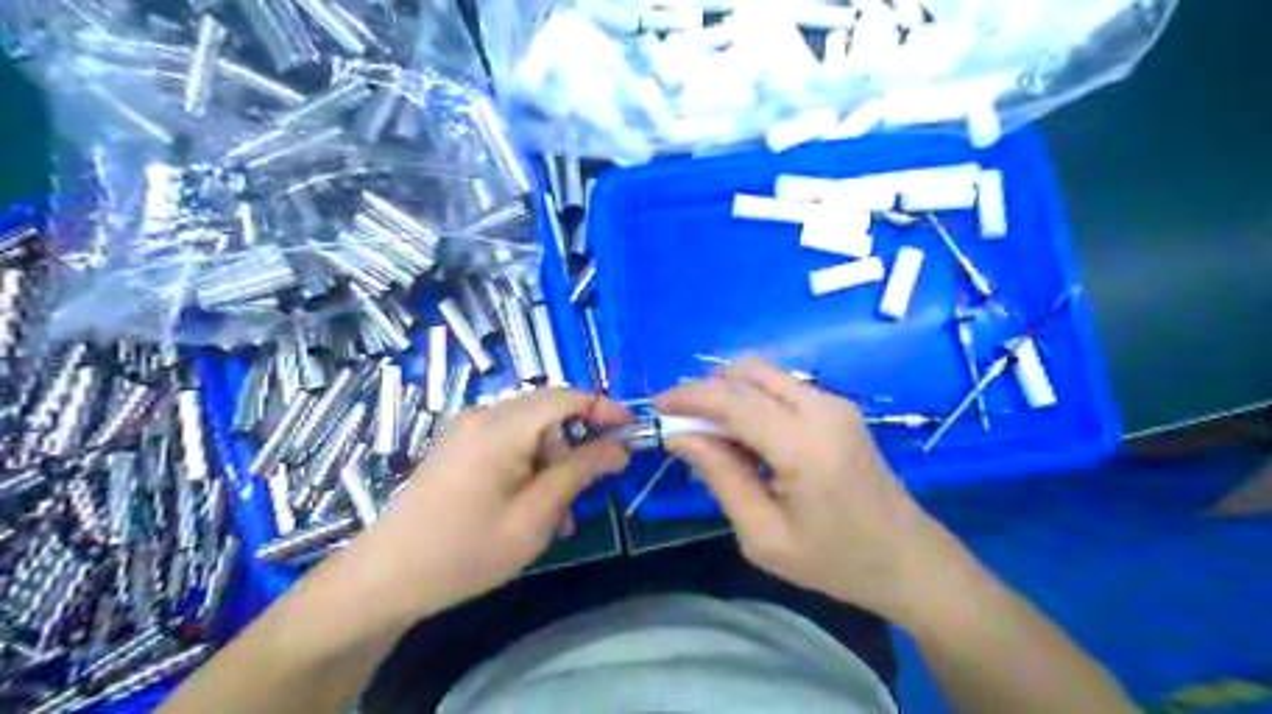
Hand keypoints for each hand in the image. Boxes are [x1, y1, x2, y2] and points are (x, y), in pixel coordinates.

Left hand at [348, 387, 626, 615]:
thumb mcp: (534, 516)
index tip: (631, 432)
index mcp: (500, 427)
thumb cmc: (465, 551)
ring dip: (553, 463)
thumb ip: (579, 473)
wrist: (385, 578)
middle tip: (590, 489)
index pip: (566, 397)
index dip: (603, 409)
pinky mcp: (457, 446)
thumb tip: (618, 449)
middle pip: (548, 412)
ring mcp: (466, 429)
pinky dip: (529, 466)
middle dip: (577, 445)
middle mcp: (482, 416)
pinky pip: (508, 442)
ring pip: (530, 430)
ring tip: (558, 515)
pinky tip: (530, 507)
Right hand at [660, 361, 947, 622]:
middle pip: (746, 371)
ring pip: (763, 373)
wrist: (908, 558)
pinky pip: (781, 387)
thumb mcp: (764, 535)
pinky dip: (752, 400)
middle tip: (686, 426)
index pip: (732, 400)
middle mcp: (820, 408)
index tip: (656, 408)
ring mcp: (834, 402)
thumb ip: (720, 476)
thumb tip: (679, 436)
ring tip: (715, 435)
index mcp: (803, 445)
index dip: (688, 397)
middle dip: (707, 390)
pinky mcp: (838, 407)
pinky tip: (749, 438)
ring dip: (729, 393)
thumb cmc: (835, 560)